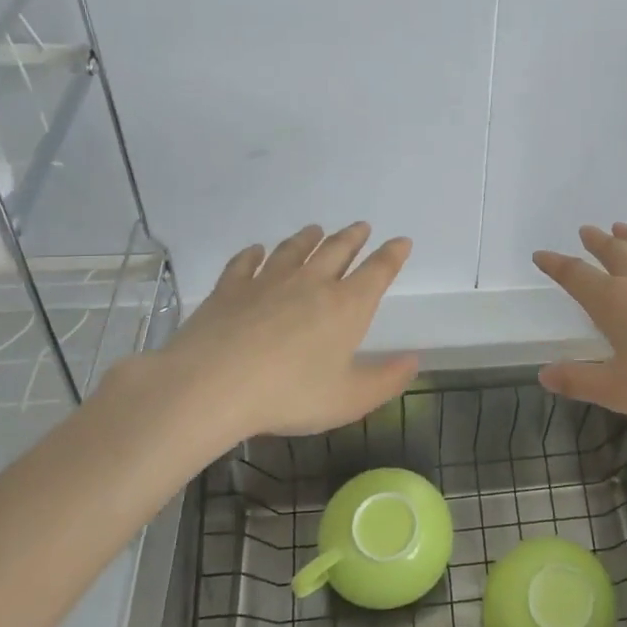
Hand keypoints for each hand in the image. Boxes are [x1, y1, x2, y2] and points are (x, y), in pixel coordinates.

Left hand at [105, 222, 418, 450]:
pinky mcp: (230, 288)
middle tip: (361, 227)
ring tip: (315, 230)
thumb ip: (386, 380)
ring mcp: (268, 281)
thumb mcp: (350, 399)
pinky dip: (254, 253)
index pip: (377, 272)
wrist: (212, 385)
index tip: (401, 241)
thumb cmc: (290, 394)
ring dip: (308, 238)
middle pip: (337, 250)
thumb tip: (414, 360)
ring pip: (294, 250)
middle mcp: (311, 283)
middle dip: (353, 237)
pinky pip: (246, 262)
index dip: (392, 255)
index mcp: (346, 307)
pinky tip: (256, 250)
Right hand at [533, 223, 626, 422]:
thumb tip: (544, 374)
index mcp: (614, 303)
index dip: (556, 265)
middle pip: (614, 253)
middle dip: (596, 242)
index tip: (541, 255)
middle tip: (586, 231)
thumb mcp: (618, 391)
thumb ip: (580, 380)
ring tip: (620, 228)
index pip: (576, 276)